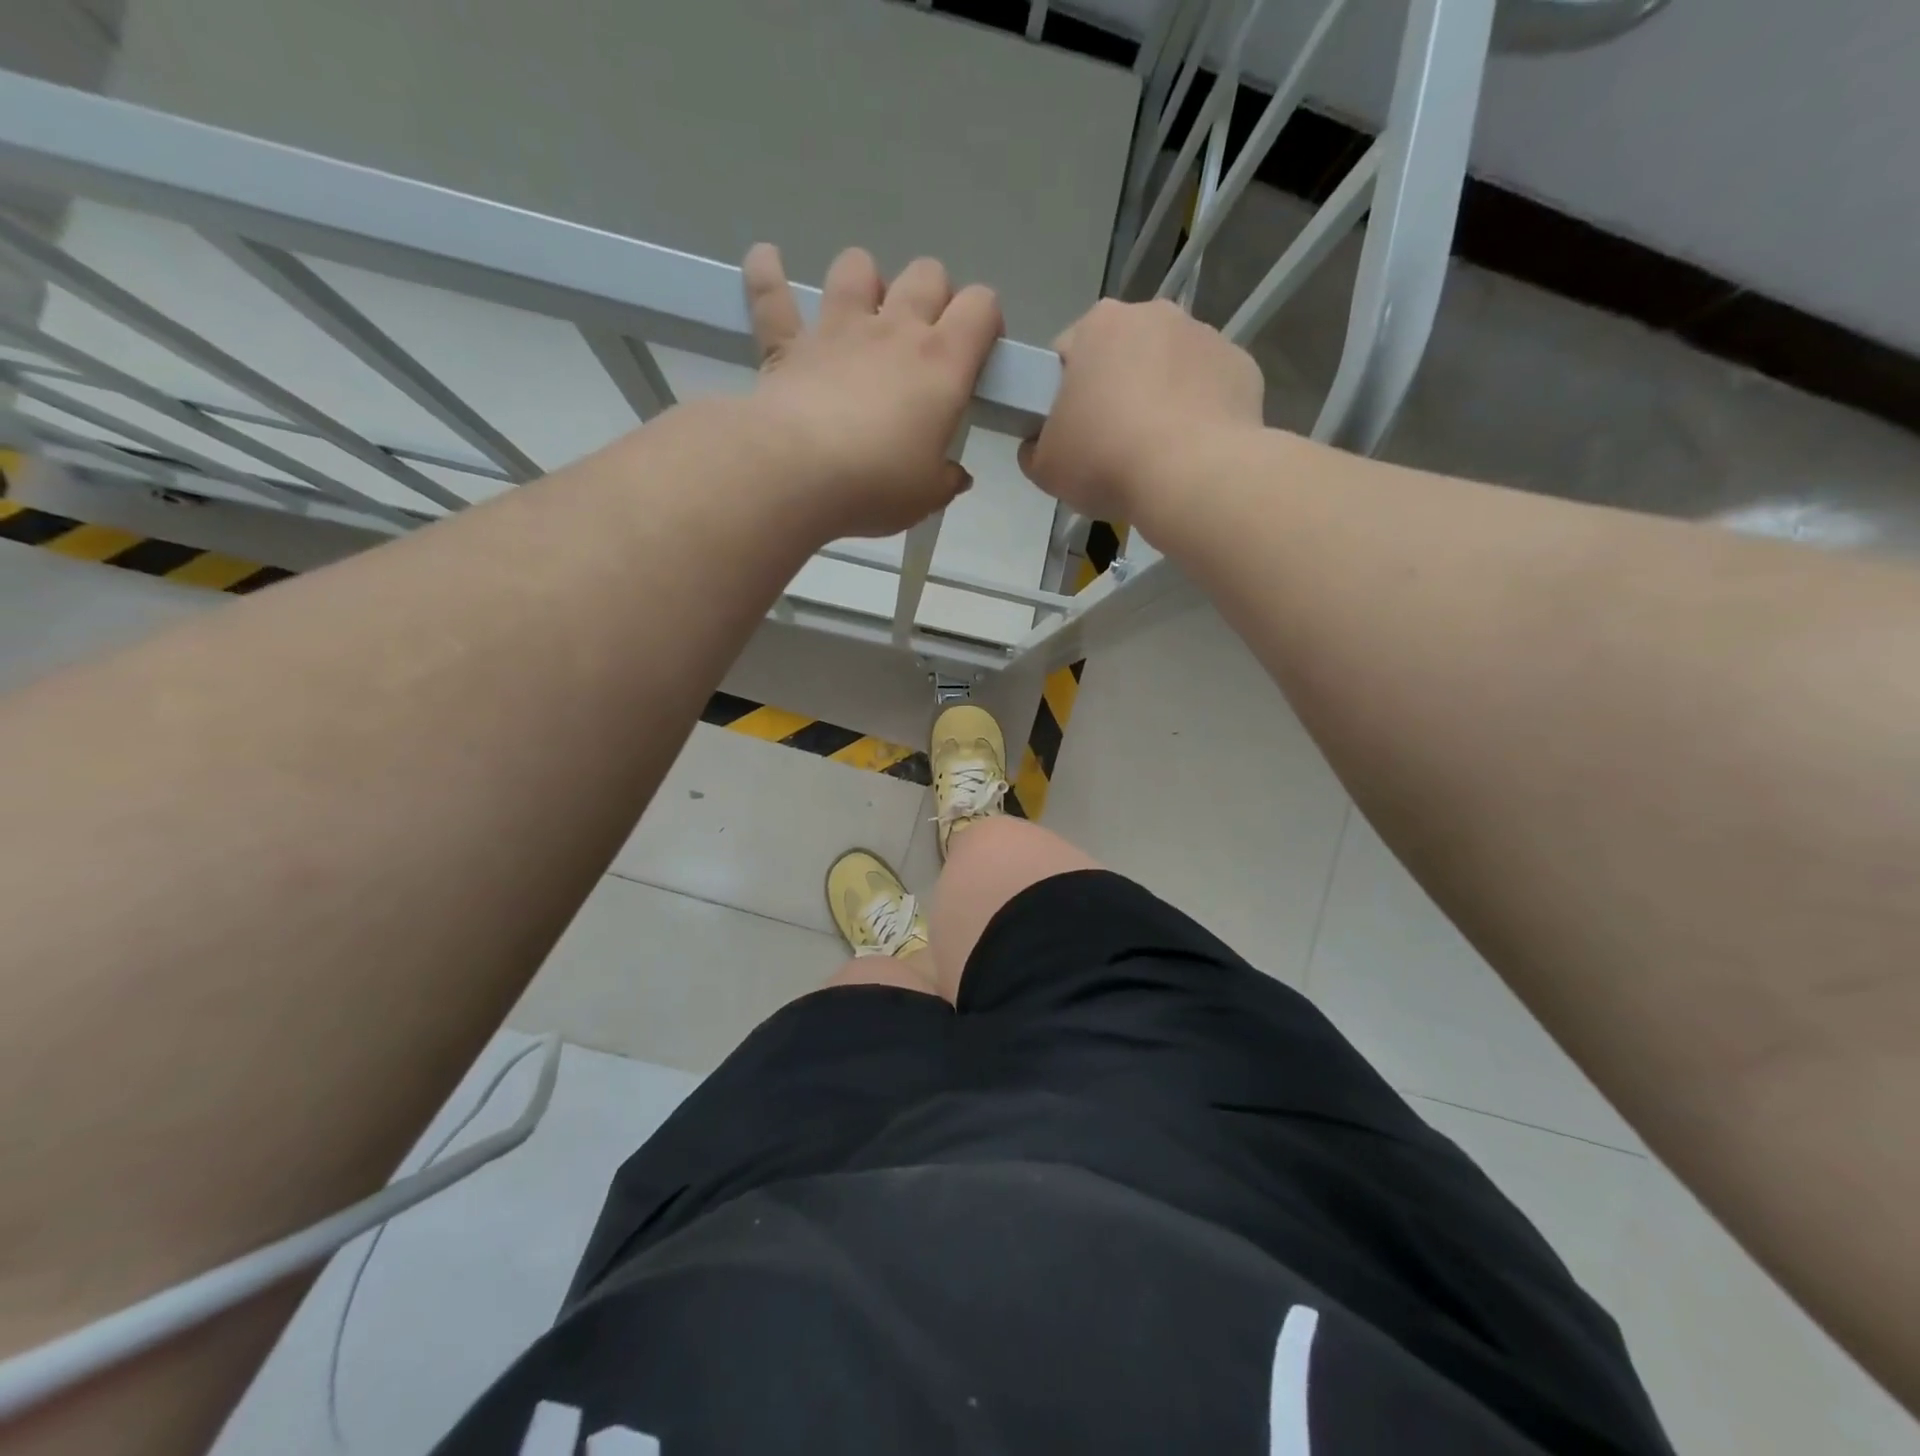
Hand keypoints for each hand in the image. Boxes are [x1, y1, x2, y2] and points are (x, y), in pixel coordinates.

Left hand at [741, 244, 1002, 539]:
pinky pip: (771, 290)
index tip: (979, 352)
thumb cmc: (877, 485)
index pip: (981, 306)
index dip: (986, 320)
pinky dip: (767, 273)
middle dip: (933, 295)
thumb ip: (946, 480)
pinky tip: (767, 261)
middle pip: (926, 274)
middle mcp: (894, 330)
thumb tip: (955, 475)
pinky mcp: (787, 341)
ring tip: (861, 312)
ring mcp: (837, 328)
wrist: (797, 472)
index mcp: (942, 364)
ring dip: (864, 280)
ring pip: (857, 266)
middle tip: (925, 337)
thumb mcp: (927, 496)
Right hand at [1018, 299, 1265, 527]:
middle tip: (1109, 447)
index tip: (1067, 433)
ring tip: (1155, 454)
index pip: (1065, 354)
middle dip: (1114, 391)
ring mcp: (1204, 335)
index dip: (1060, 396)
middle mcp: (1153, 314)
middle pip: (1121, 355)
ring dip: (1159, 399)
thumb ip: (1033, 448)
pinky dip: (1199, 412)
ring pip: (1168, 368)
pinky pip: (1208, 388)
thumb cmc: (1107, 461)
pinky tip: (1190, 451)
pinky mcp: (1241, 366)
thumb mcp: (1045, 467)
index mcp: (1098, 325)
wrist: (1194, 478)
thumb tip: (1039, 444)